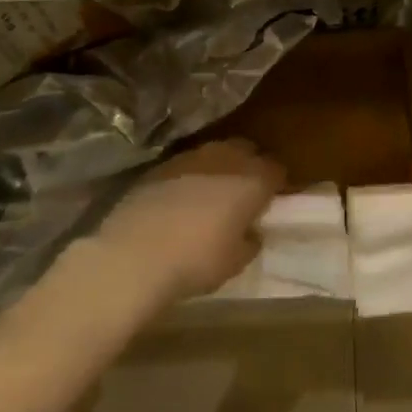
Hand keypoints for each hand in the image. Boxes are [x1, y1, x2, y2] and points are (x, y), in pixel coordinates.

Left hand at [92, 140, 285, 302]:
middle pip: (246, 150)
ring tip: (213, 192)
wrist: (134, 254)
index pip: (276, 168)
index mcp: (252, 180)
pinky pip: (186, 164)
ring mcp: (189, 157)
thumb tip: (250, 231)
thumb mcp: (236, 261)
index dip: (277, 182)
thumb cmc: (197, 260)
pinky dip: (191, 175)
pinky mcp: (159, 165)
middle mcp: (225, 159)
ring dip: (219, 167)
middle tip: (245, 191)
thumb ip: (250, 240)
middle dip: (250, 165)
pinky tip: (182, 197)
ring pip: (215, 152)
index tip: (273, 198)